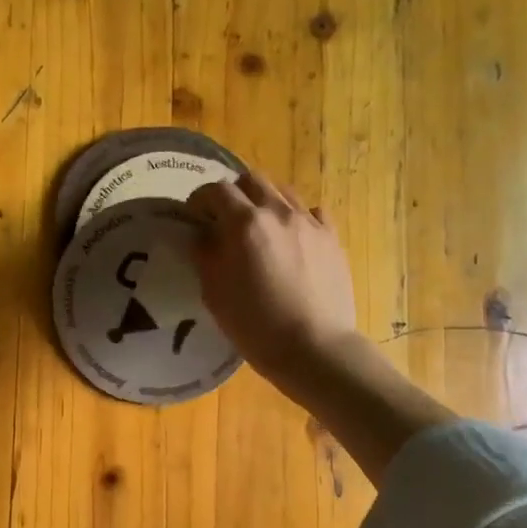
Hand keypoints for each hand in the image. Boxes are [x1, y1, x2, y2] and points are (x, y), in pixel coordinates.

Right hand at [184, 173, 359, 383]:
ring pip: (283, 192)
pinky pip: (312, 212)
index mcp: (244, 224)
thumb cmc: (256, 325)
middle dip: (234, 193)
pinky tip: (292, 238)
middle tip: (225, 218)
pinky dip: (297, 217)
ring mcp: (310, 223)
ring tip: (260, 226)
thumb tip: (204, 234)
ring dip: (265, 201)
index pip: (216, 190)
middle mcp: (278, 212)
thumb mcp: (214, 292)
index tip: (194, 215)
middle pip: (252, 180)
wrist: (315, 347)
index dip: (200, 199)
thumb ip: (205, 254)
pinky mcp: (332, 238)